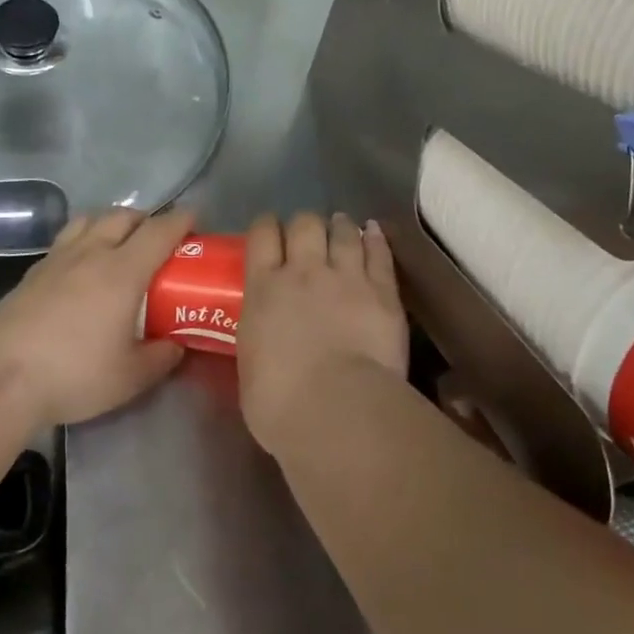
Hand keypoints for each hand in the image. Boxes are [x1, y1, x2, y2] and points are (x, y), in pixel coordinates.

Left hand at [0, 208, 191, 427]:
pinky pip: (66, 239)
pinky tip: (80, 266)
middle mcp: (92, 253)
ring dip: (111, 222)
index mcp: (123, 271)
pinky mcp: (32, 272)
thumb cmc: (73, 374)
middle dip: (147, 219)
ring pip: (90, 220)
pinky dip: (83, 239)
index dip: (181, 220)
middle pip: (124, 216)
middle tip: (157, 238)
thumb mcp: (130, 378)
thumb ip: (160, 358)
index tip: (195, 220)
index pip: (159, 231)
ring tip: (118, 243)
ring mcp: (58, 259)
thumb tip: (176, 346)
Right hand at [239, 212, 407, 455]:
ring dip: (340, 226)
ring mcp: (346, 277)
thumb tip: (265, 336)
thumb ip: (259, 337)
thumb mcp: (250, 367)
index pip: (262, 235)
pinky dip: (376, 239)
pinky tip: (374, 232)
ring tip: (341, 226)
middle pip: (304, 223)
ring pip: (343, 232)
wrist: (339, 410)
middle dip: (305, 224)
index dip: (266, 226)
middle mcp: (304, 271)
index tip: (269, 231)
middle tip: (308, 236)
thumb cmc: (281, 404)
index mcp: (264, 289)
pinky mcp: (383, 291)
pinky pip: (379, 253)